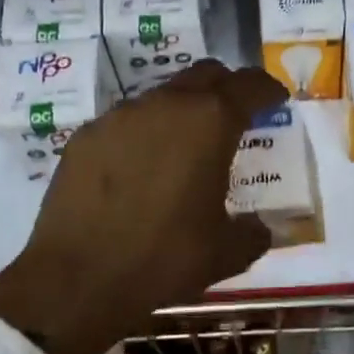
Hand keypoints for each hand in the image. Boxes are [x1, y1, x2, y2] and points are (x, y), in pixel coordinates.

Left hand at [0, 60, 284, 353]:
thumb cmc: (164, 259)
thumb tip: (258, 228)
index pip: (249, 85)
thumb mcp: (226, 253)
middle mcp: (166, 105)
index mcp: (210, 123)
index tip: (276, 99)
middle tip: (236, 114)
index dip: (268, 89)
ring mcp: (119, 116)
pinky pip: (126, 122)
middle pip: (205, 75)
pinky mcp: (85, 136)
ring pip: (162, 96)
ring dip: (182, 111)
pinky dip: (144, 134)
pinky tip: (140, 170)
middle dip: (226, 88)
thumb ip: (253, 232)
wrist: (77, 279)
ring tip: (186, 147)